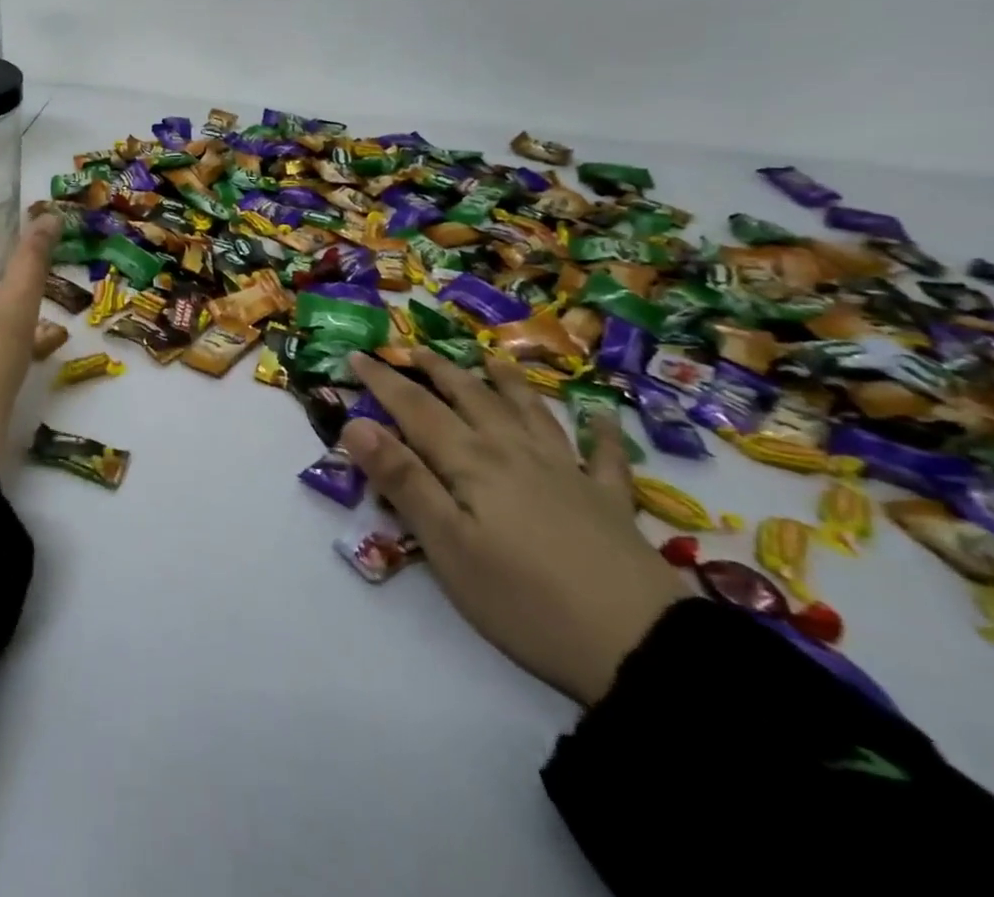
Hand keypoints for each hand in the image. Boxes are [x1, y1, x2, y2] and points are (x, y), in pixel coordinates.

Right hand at [340, 350, 686, 705]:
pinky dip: (601, 432)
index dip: (383, 380)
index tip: (356, 354)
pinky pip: (605, 457)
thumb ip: (402, 480)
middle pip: (470, 397)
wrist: (642, 650)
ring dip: (506, 381)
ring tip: (491, 358)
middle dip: (437, 369)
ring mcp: (567, 473)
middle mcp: (515, 452)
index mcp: (471, 461)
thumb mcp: (447, 544)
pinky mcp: (609, 504)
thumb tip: (355, 423)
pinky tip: (601, 416)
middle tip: (411, 348)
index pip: (415, 407)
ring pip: (530, 412)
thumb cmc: (524, 600)